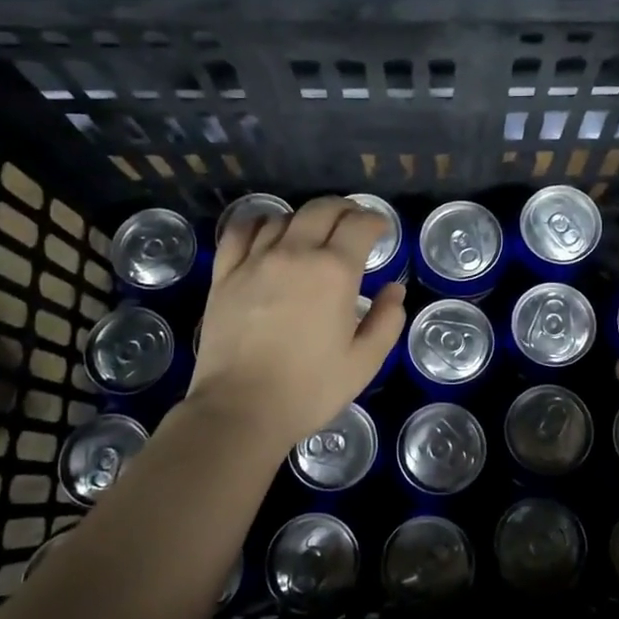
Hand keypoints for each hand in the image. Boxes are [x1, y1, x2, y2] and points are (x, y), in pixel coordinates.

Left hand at [187, 196, 406, 454]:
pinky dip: (260, 224)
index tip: (381, 230)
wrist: (241, 409)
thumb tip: (394, 290)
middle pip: (322, 209)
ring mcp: (255, 260)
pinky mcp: (225, 274)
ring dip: (306, 219)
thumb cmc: (310, 389)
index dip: (376, 221)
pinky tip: (267, 233)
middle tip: (353, 224)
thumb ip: (386, 320)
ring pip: (284, 217)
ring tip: (313, 234)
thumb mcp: (365, 362)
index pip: (360, 224)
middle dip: (344, 210)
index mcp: (335, 272)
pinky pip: (241, 231)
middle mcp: (295, 253)